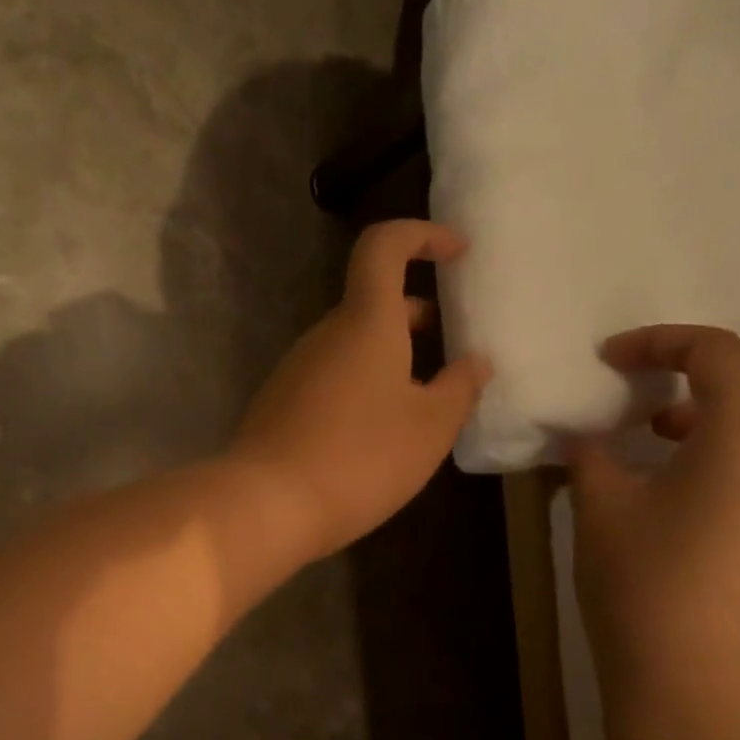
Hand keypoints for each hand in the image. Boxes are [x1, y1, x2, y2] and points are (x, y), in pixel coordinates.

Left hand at [228, 220, 490, 559]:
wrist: (265, 505)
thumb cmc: (359, 459)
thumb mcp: (429, 429)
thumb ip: (459, 389)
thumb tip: (475, 363)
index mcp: (364, 323)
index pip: (383, 246)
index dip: (421, 235)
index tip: (457, 252)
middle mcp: (324, 336)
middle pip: (370, 302)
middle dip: (413, 314)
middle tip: (450, 345)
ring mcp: (295, 370)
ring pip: (349, 345)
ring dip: (388, 356)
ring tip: (422, 400)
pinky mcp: (279, 404)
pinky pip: (329, 377)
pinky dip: (360, 385)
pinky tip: (376, 433)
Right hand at [569, 325, 739, 730]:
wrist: (707, 697)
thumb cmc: (646, 589)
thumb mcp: (600, 513)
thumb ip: (594, 460)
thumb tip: (590, 440)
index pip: (721, 353)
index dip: (663, 342)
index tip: (615, 360)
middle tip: (689, 392)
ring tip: (676, 452)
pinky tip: (698, 510)